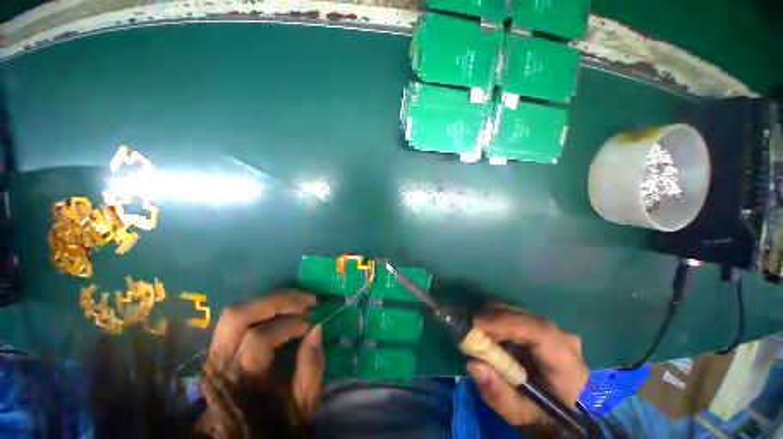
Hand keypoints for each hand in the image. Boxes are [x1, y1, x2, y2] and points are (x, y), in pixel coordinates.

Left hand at [203, 291, 323, 416]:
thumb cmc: (274, 425)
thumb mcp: (301, 406)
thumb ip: (311, 368)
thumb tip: (317, 328)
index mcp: (241, 381)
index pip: (259, 338)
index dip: (290, 325)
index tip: (312, 325)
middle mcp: (221, 362)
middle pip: (238, 316)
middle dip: (277, 301)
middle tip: (306, 300)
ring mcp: (215, 354)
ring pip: (234, 313)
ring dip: (270, 300)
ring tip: (297, 300)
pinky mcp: (218, 349)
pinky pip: (238, 318)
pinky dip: (262, 307)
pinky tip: (282, 309)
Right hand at [466, 305, 587, 426]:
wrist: (566, 411)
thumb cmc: (543, 415)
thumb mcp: (518, 413)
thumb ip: (498, 393)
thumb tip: (473, 363)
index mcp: (566, 365)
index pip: (541, 332)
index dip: (507, 322)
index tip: (477, 323)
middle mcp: (563, 339)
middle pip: (524, 316)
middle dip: (492, 318)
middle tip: (470, 329)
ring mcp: (554, 329)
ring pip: (517, 312)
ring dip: (493, 319)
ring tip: (479, 335)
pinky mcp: (543, 327)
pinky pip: (516, 315)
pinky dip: (498, 320)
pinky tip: (491, 334)